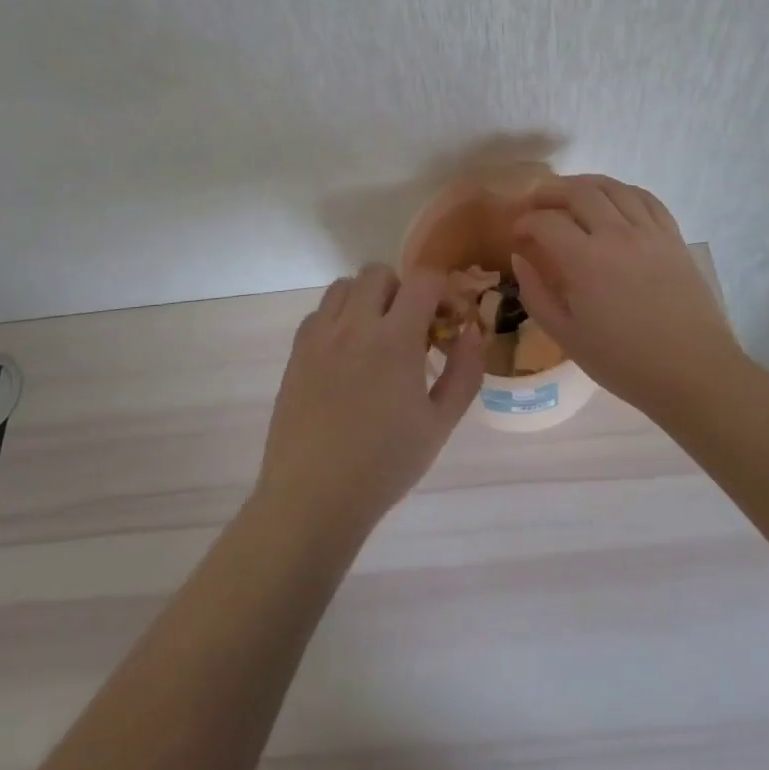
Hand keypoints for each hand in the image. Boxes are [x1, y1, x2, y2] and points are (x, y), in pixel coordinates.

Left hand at [257, 264, 484, 534]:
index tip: (448, 321)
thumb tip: (472, 332)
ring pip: (344, 286)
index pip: (423, 280)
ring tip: (377, 337)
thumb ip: (464, 371)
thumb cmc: (384, 464)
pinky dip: (338, 318)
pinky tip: (347, 355)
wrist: (313, 496)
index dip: (442, 291)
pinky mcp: (296, 352)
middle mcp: (354, 325)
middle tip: (412, 329)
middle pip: (379, 273)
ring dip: (367, 299)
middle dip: (403, 290)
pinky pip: (319, 313)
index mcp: (394, 340)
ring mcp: (319, 336)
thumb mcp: (439, 424)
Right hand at [511, 175, 743, 413]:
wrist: (692, 373)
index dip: (524, 222)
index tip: (516, 234)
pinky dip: (623, 192)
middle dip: (549, 193)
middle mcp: (617, 234)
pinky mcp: (673, 237)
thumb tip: (520, 257)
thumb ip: (535, 293)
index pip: (545, 221)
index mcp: (585, 261)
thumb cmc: (624, 362)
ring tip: (570, 196)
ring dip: (584, 185)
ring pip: (613, 187)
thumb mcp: (566, 336)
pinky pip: (646, 199)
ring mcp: (650, 232)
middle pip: (578, 192)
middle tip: (536, 206)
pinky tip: (613, 202)